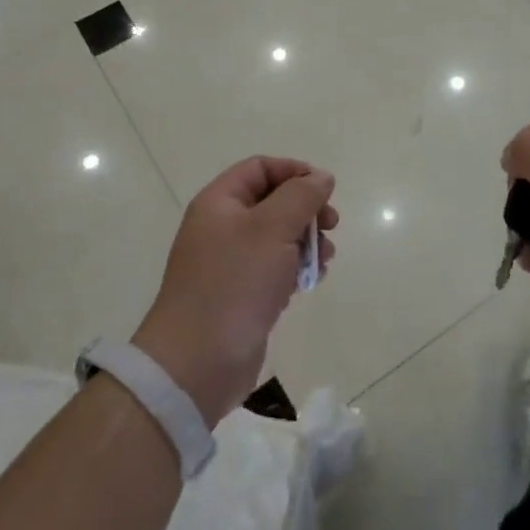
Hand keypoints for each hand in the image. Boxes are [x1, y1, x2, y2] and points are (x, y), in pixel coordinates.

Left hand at [133, 157, 337, 426]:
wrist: (198, 360)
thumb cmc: (236, 282)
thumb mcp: (273, 228)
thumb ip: (301, 196)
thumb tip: (320, 177)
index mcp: (220, 202)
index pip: (260, 168)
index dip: (295, 172)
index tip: (325, 190)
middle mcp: (221, 227)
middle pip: (272, 202)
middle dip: (306, 211)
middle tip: (332, 226)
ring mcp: (230, 262)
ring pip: (277, 237)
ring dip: (306, 243)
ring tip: (324, 261)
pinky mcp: (240, 294)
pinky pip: (273, 269)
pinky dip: (294, 270)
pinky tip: (309, 283)